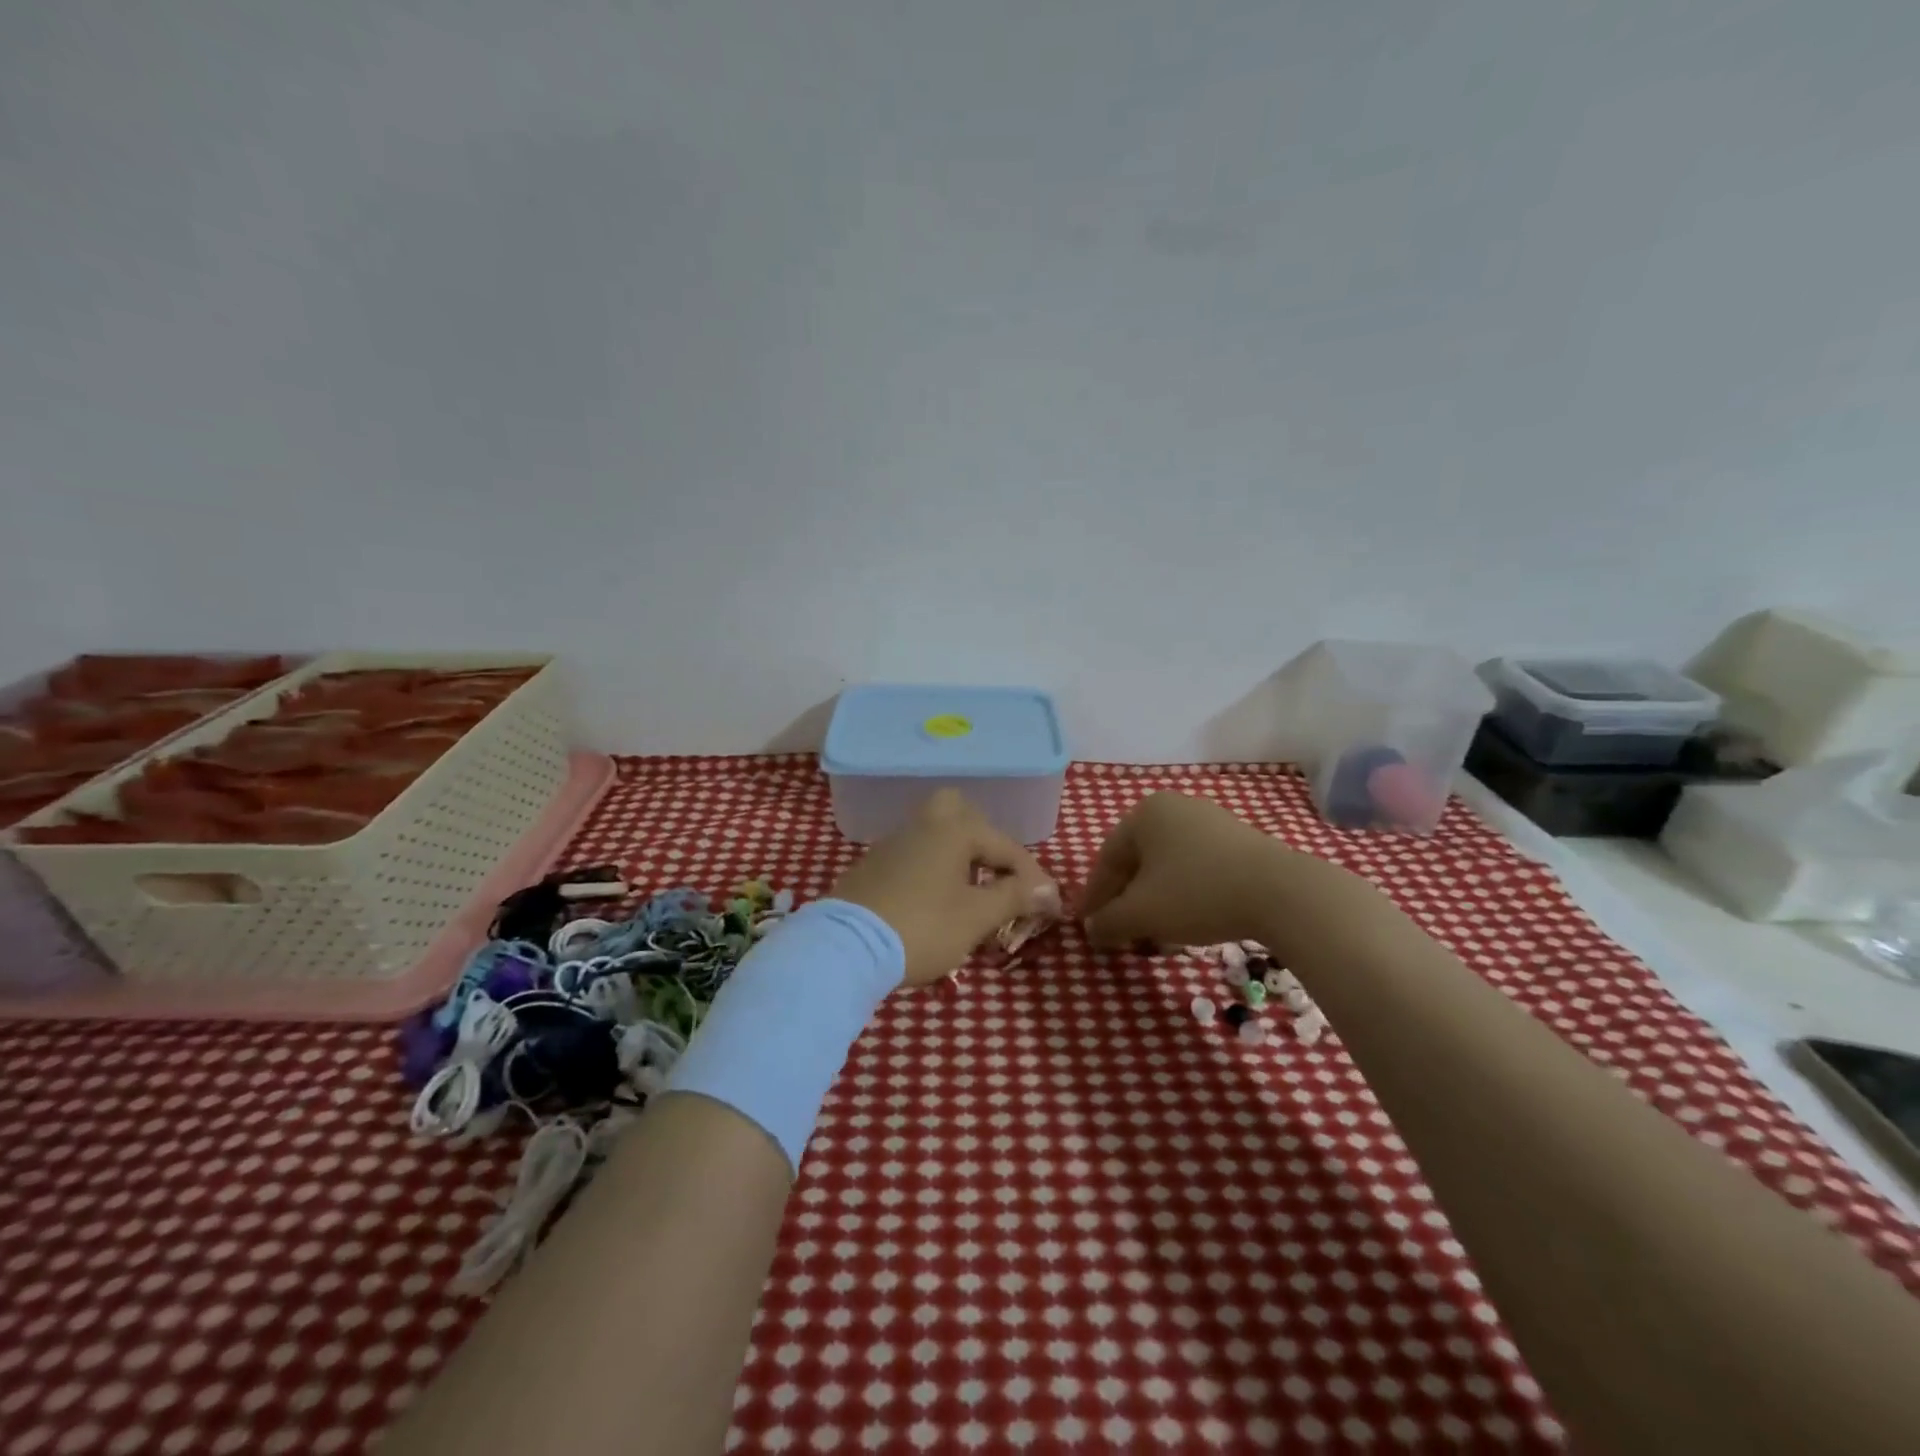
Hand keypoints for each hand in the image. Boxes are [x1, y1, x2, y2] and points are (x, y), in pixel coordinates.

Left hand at [831, 789, 1060, 986]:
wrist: (846, 948)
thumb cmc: (922, 927)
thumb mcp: (976, 917)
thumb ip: (1014, 897)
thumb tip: (1047, 889)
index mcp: (953, 830)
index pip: (1005, 847)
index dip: (1031, 878)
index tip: (1047, 907)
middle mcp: (922, 826)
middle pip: (959, 812)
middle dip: (983, 839)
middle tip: (996, 873)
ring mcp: (892, 844)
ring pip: (934, 835)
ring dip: (957, 857)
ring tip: (971, 896)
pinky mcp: (870, 867)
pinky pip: (912, 857)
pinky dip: (931, 871)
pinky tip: (933, 903)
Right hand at [1081, 792, 1360, 953]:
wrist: (1283, 894)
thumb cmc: (1197, 894)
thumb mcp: (1141, 913)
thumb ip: (1108, 922)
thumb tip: (1092, 930)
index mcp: (1144, 814)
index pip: (1106, 860)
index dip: (1095, 898)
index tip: (1089, 928)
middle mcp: (1175, 808)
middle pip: (1137, 863)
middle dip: (1127, 903)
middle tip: (1121, 934)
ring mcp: (1211, 822)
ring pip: (1168, 868)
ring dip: (1155, 904)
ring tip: (1155, 937)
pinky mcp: (1240, 842)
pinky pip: (1197, 869)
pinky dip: (1185, 897)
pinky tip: (1189, 925)